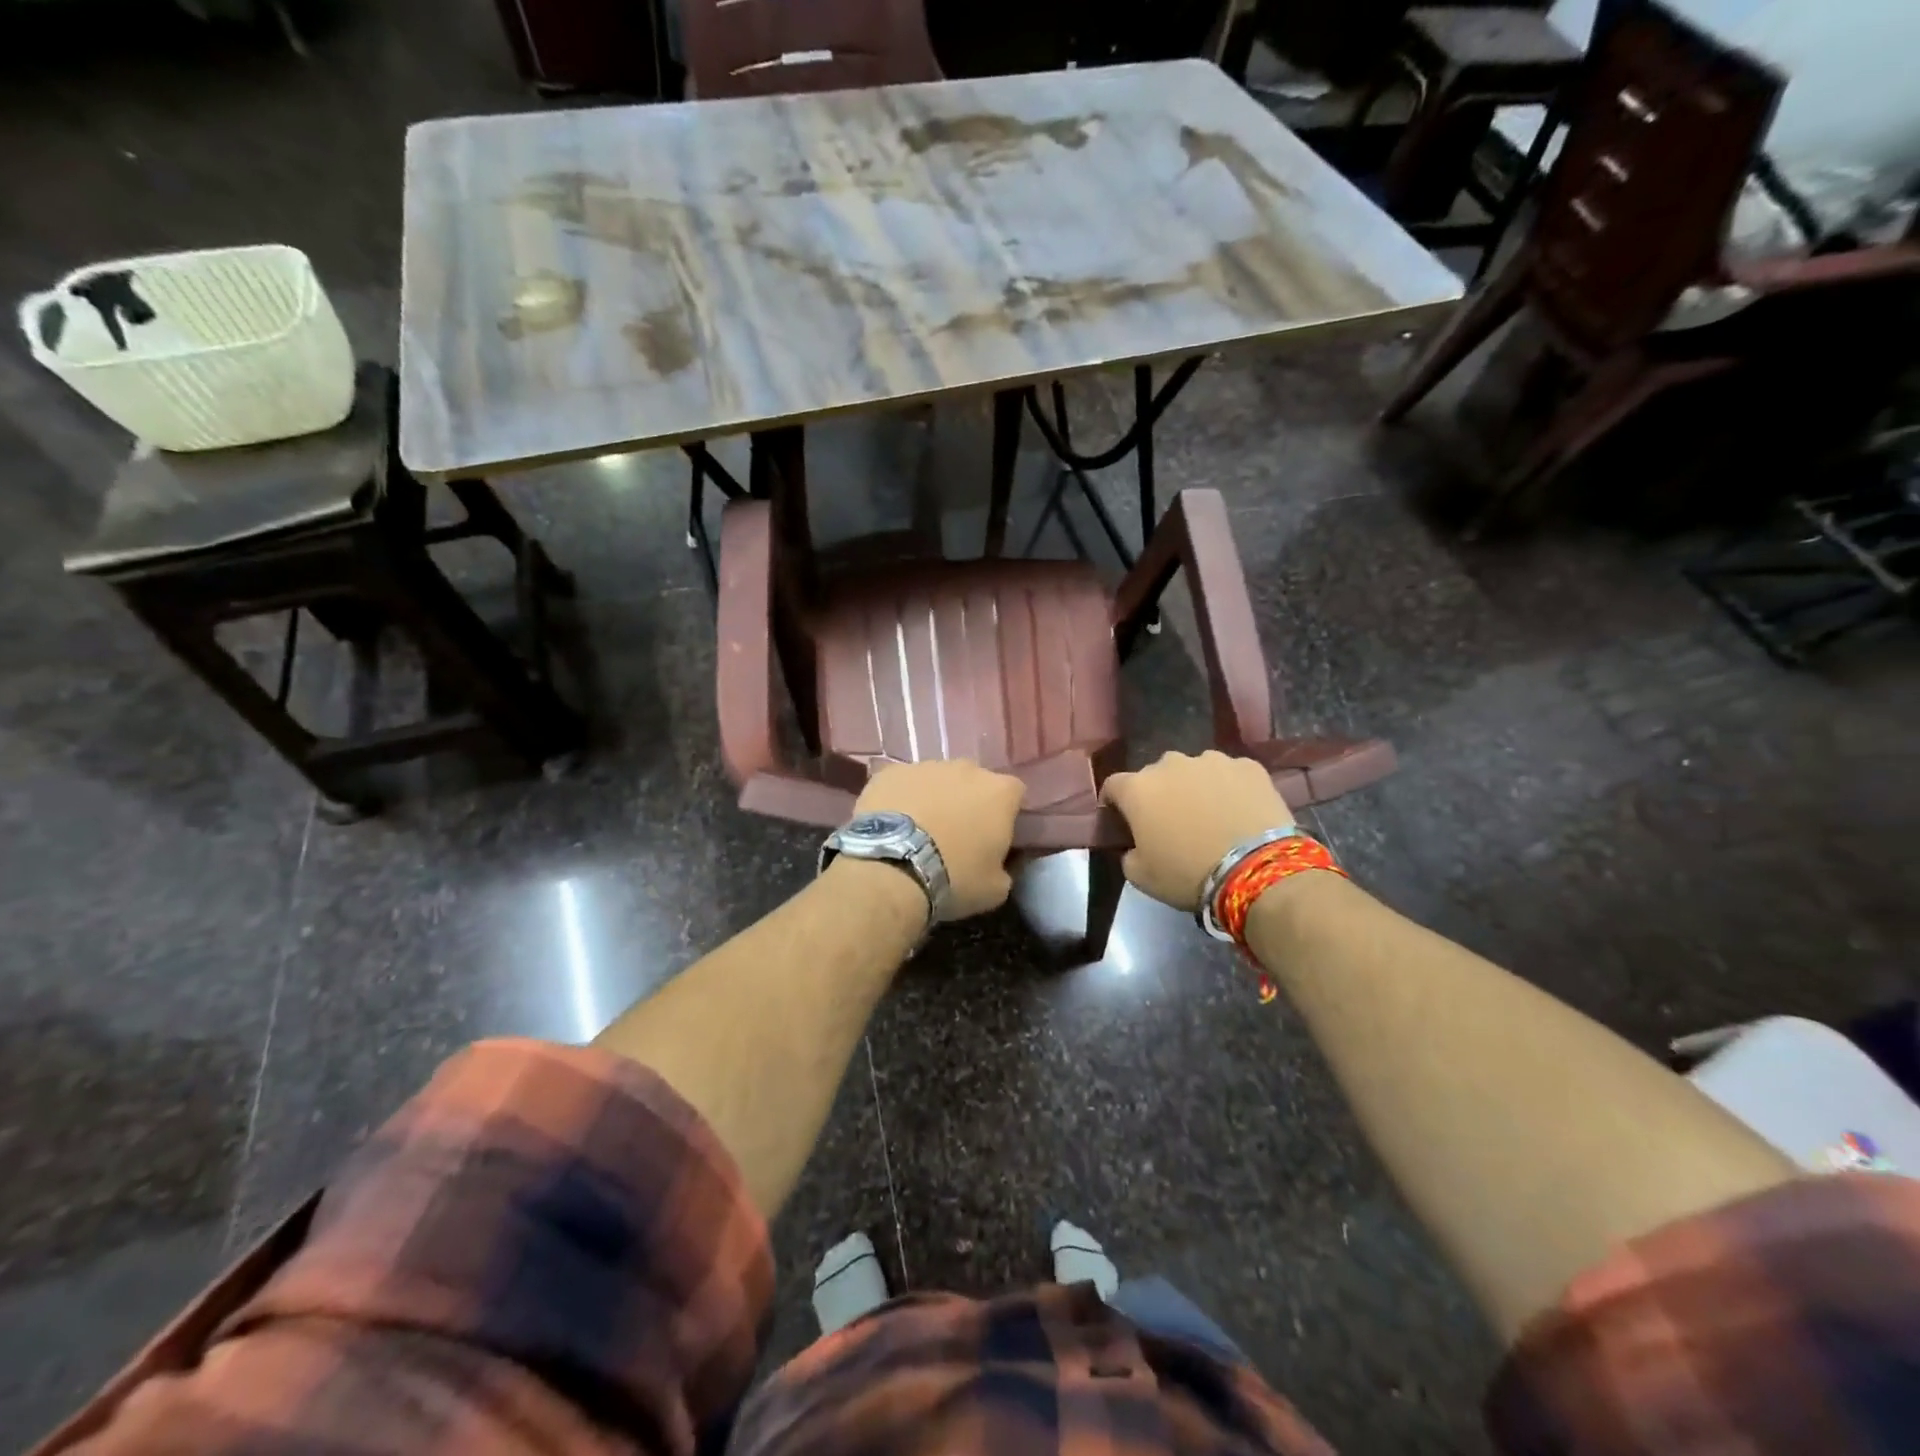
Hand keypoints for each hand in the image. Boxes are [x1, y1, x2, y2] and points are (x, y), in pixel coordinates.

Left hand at [855, 760, 1025, 919]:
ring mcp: (926, 766)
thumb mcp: (995, 888)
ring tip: (919, 832)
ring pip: (937, 780)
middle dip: (968, 802)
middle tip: (956, 835)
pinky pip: (903, 783)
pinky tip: (892, 824)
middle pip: (974, 782)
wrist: (893, 867)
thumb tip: (998, 866)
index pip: (1014, 794)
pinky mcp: (891, 772)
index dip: (1005, 814)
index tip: (995, 836)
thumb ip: (1004, 868)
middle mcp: (967, 769)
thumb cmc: (955, 877)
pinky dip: (901, 799)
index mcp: (1000, 792)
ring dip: (934, 799)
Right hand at [1100, 751, 1293, 911]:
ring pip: (1195, 771)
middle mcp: (1170, 764)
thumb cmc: (1188, 874)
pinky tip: (1240, 812)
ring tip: (1211, 816)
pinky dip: (1230, 788)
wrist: (1256, 870)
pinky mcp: (1248, 766)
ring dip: (1195, 788)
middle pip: (1156, 775)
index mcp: (1138, 788)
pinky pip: (1230, 775)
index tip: (1123, 822)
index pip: (1114, 786)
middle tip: (1172, 823)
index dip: (1115, 803)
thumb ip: (1128, 853)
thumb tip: (1135, 846)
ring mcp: (1212, 760)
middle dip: (1159, 794)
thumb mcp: (1141, 876)